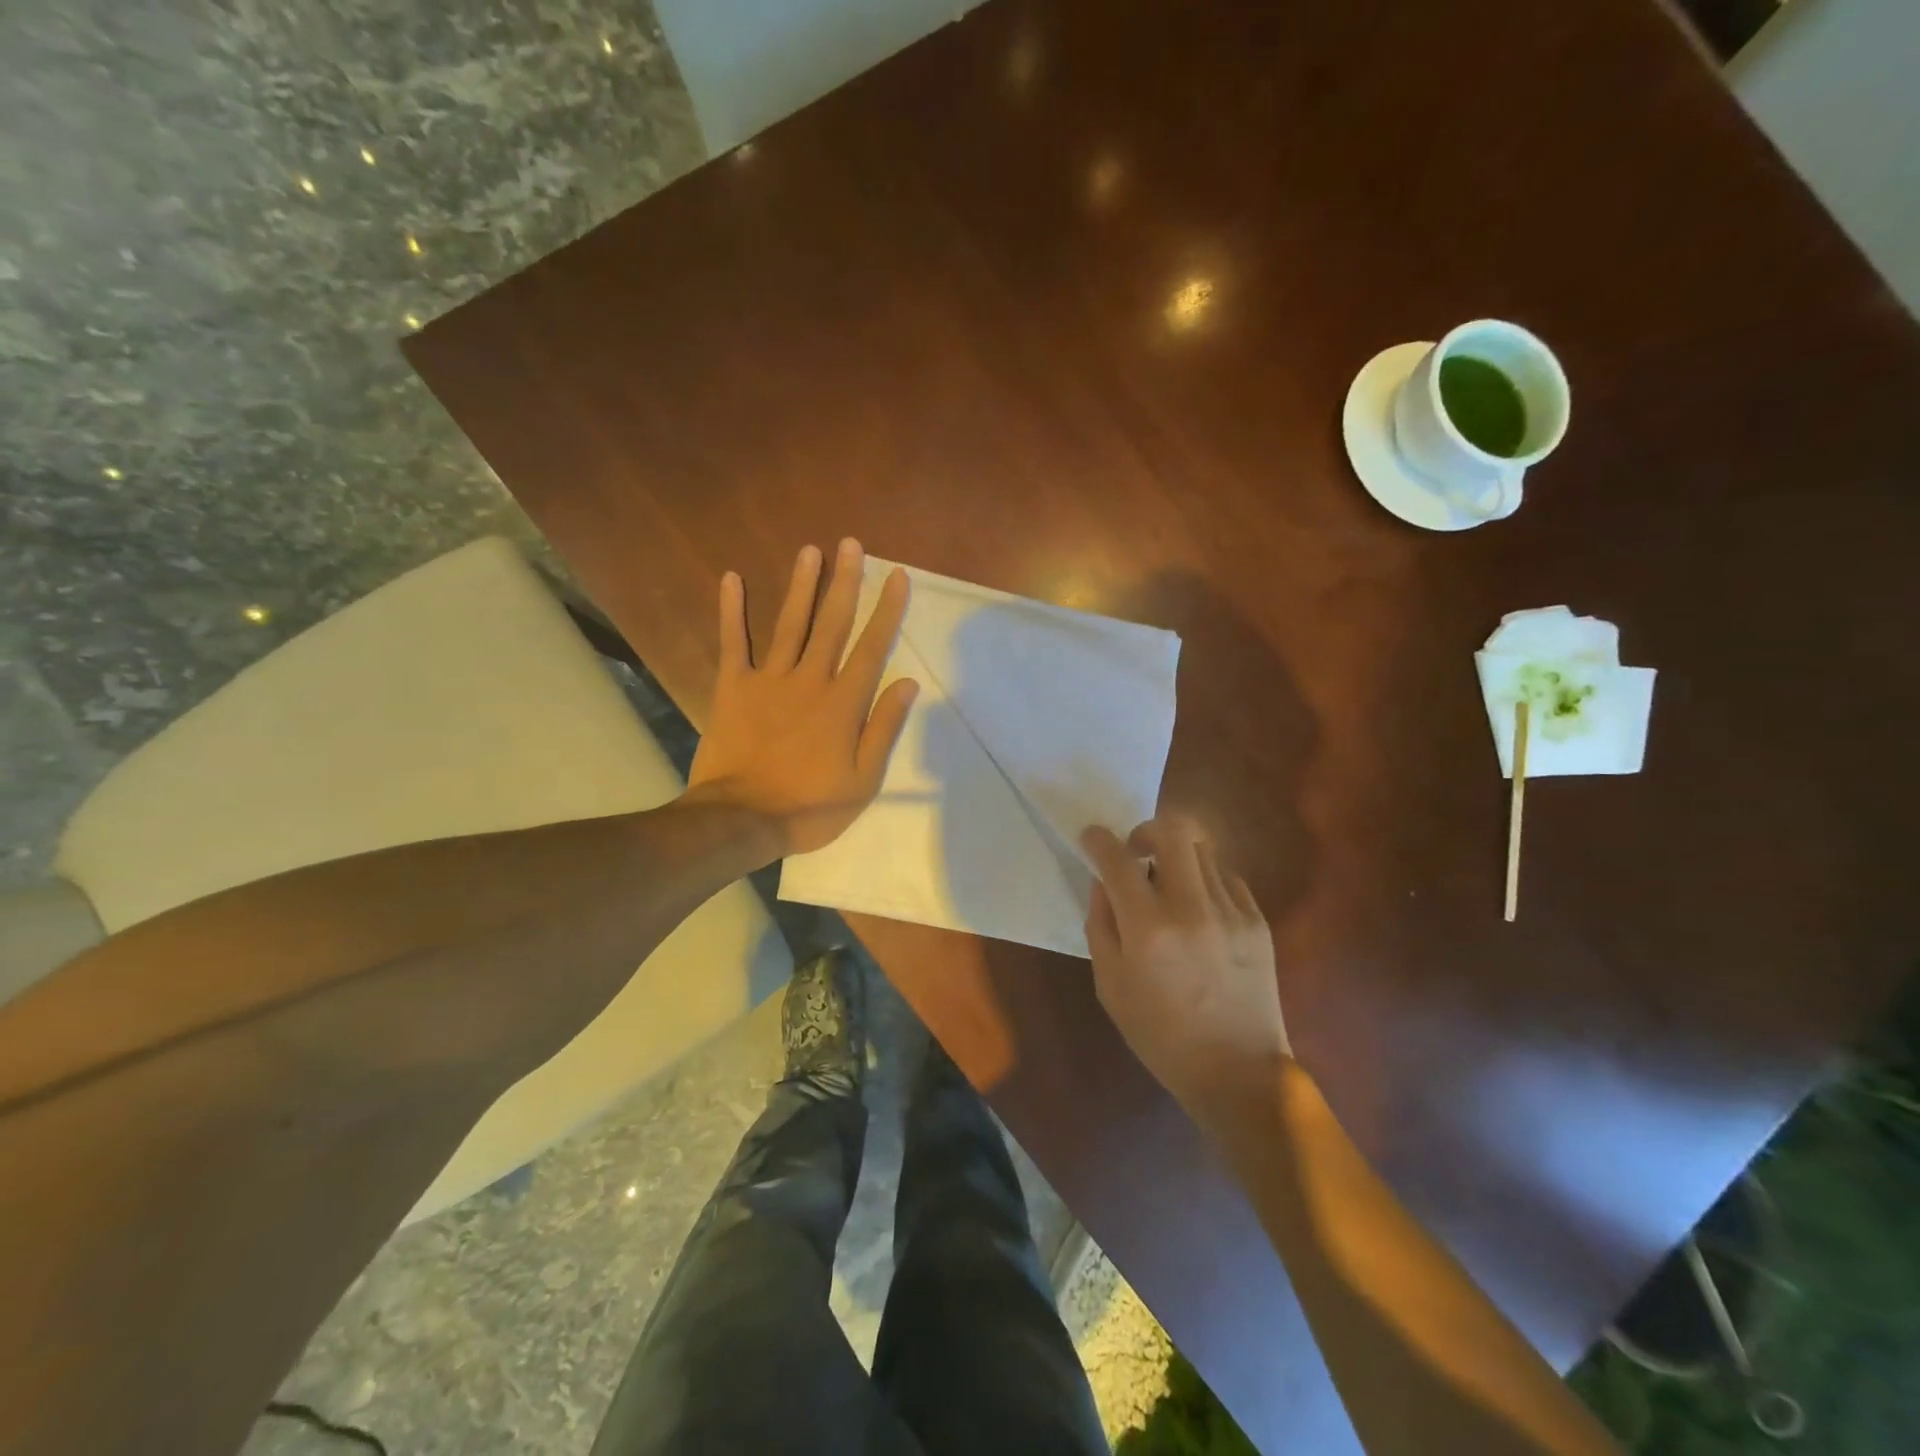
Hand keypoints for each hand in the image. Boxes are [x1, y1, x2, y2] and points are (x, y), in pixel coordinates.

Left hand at [688, 539, 918, 857]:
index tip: (897, 576)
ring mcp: (769, 680)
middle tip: (852, 544)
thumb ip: (883, 728)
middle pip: (832, 623)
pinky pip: (732, 642)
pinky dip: (732, 611)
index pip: (871, 647)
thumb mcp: (862, 780)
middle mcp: (809, 680)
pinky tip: (731, 578)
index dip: (887, 611)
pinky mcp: (733, 687)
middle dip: (845, 582)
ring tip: (811, 550)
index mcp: (843, 703)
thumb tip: (907, 683)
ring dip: (801, 586)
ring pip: (790, 624)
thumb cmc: (809, 806)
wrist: (741, 819)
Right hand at [1081, 815, 1289, 1125]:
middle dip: (1146, 831)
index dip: (1099, 840)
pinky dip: (1206, 882)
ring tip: (1170, 888)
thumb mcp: (1110, 985)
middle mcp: (1191, 908)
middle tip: (1136, 853)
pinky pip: (1227, 878)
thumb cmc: (1160, 1034)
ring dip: (1177, 858)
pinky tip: (1200, 911)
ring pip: (1202, 851)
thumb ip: (1101, 924)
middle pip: (1173, 831)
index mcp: (1148, 929)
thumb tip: (1103, 882)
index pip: (1117, 860)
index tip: (1092, 837)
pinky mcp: (1257, 921)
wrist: (1237, 1071)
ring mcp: (1231, 912)